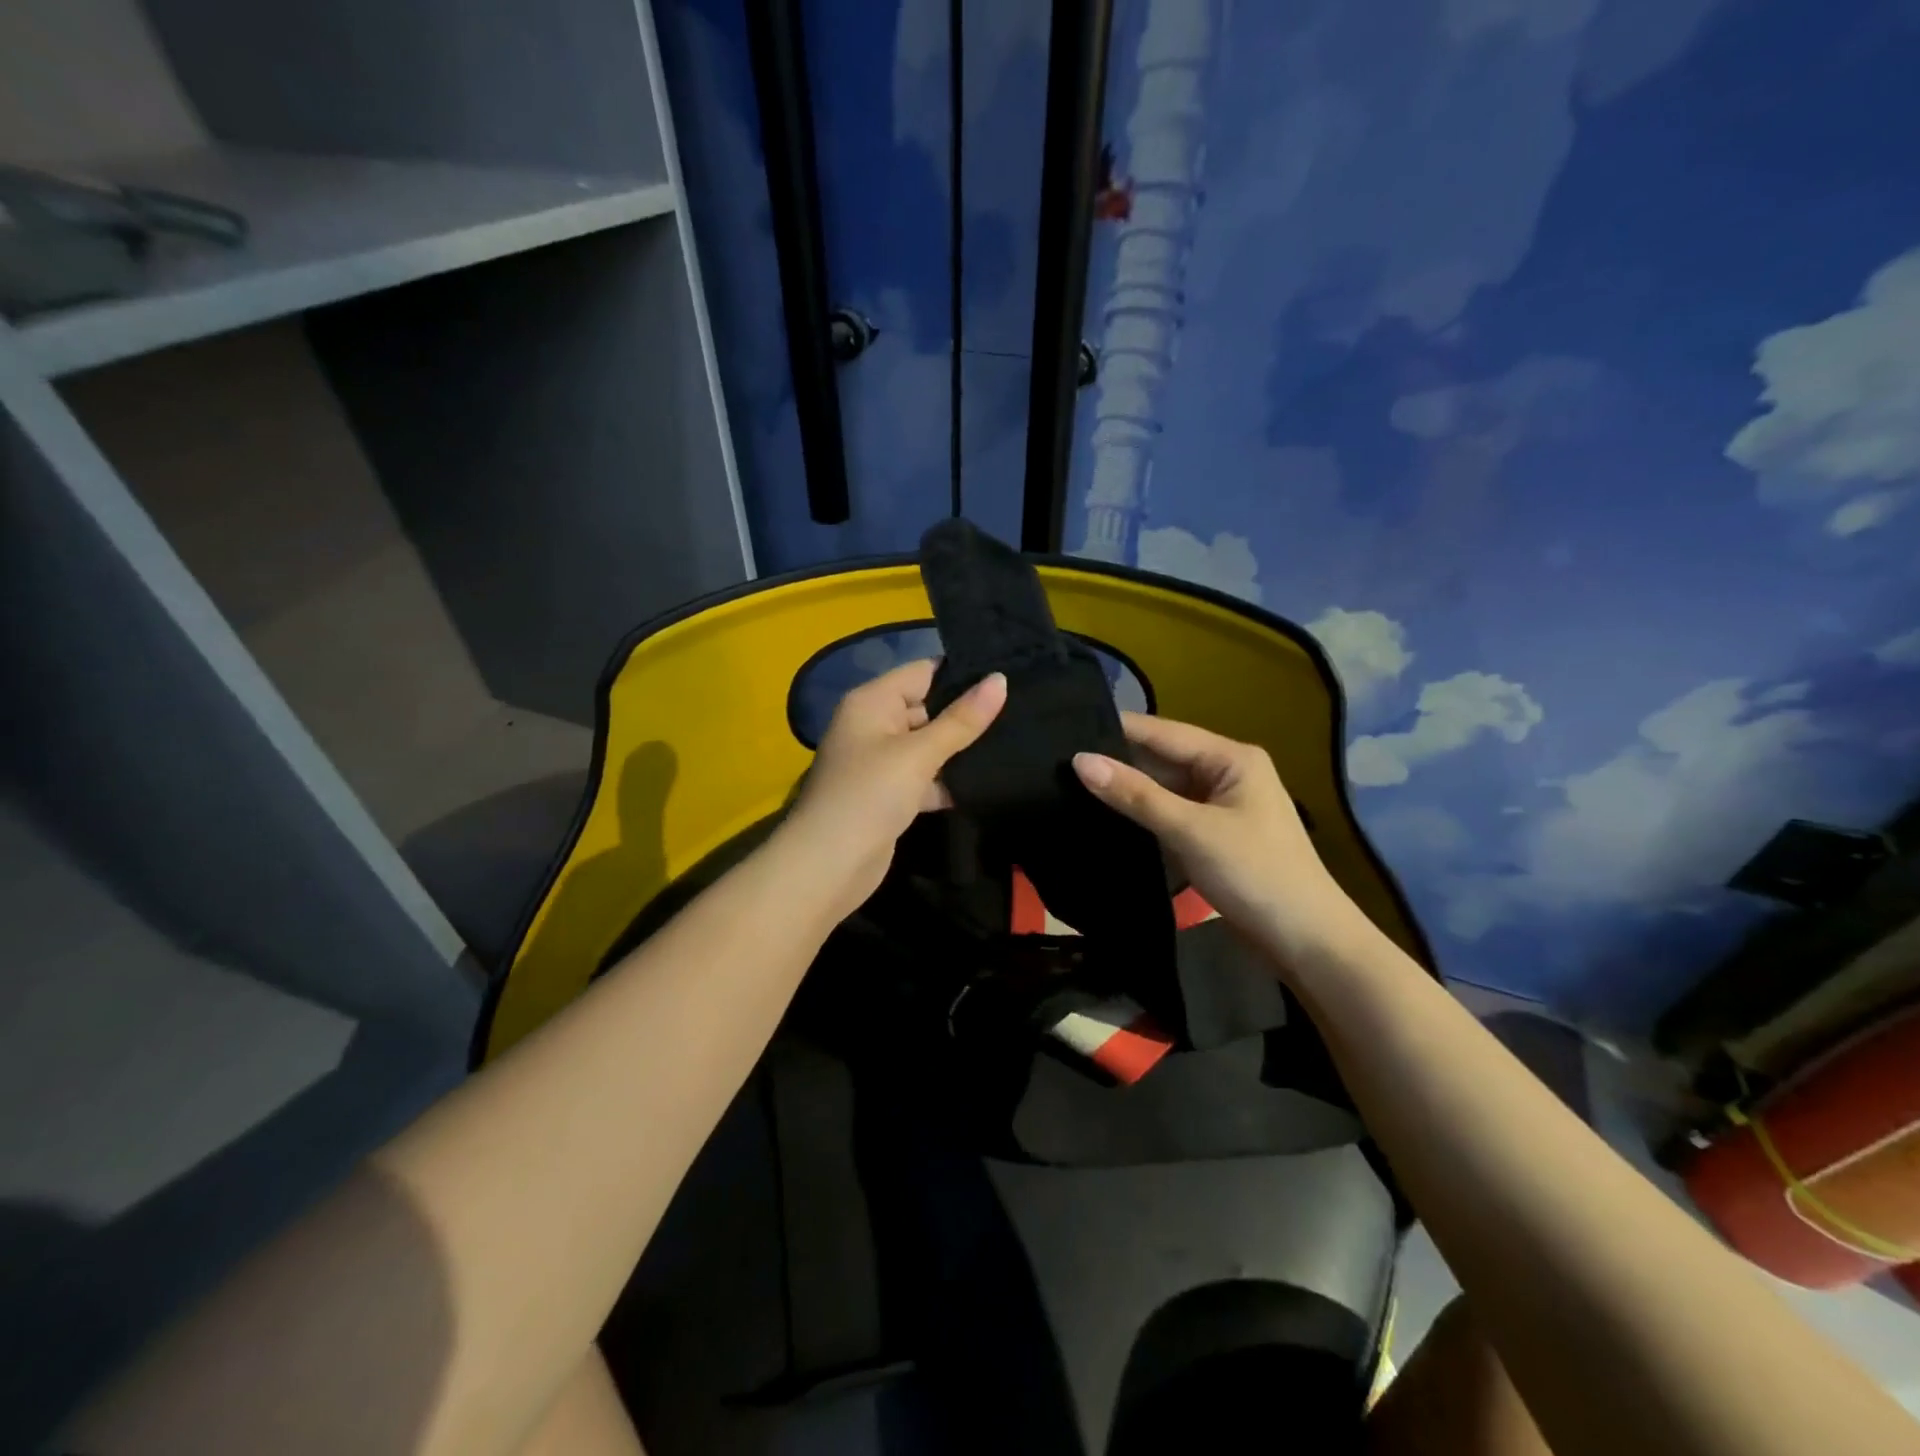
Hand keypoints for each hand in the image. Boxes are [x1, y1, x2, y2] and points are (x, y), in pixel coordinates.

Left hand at [779, 659, 1006, 920]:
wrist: (828, 866)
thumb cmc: (870, 795)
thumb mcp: (918, 754)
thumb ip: (961, 720)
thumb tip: (1000, 679)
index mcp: (872, 702)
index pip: (922, 672)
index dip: (962, 673)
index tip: (1007, 674)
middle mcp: (874, 725)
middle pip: (927, 707)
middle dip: (967, 713)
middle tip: (1020, 711)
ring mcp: (880, 762)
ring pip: (928, 745)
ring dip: (961, 750)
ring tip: (1014, 742)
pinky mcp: (889, 795)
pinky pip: (924, 777)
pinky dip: (947, 781)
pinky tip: (986, 783)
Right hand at [1073, 713, 1372, 964]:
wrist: (1306, 941)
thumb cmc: (1255, 874)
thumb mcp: (1190, 830)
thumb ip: (1135, 795)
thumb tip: (1080, 761)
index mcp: (1230, 758)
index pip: (1162, 732)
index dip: (1115, 730)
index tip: (1065, 728)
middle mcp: (1225, 773)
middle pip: (1161, 758)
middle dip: (1117, 760)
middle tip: (1058, 761)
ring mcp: (1219, 806)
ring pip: (1162, 787)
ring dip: (1126, 789)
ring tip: (1068, 782)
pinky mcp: (1211, 835)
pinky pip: (1168, 813)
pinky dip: (1141, 814)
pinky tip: (1103, 814)